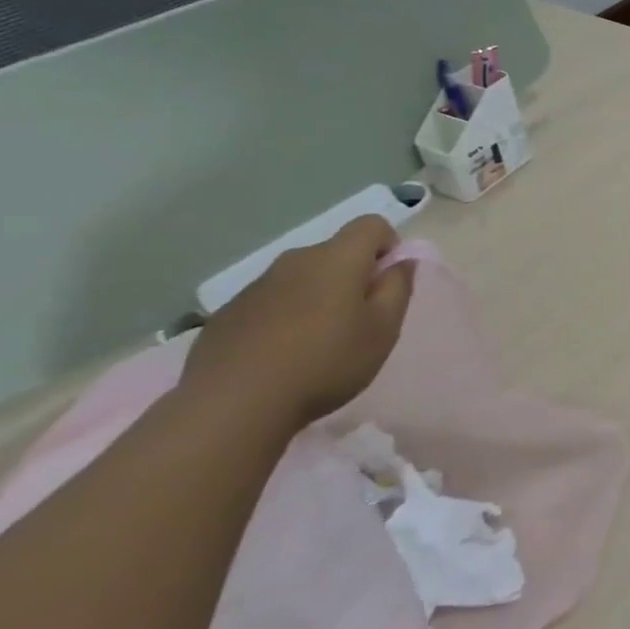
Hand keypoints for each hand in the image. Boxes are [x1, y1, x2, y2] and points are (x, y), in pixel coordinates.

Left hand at [180, 216, 414, 431]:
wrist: (233, 403)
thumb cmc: (326, 362)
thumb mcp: (383, 330)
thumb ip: (398, 288)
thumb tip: (401, 262)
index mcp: (337, 259)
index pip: (371, 225)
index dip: (389, 245)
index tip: (389, 282)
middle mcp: (295, 260)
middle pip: (335, 252)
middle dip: (354, 276)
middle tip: (360, 320)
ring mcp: (256, 286)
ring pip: (302, 278)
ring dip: (318, 297)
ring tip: (319, 342)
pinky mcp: (228, 313)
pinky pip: (271, 302)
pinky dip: (286, 317)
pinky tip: (282, 356)